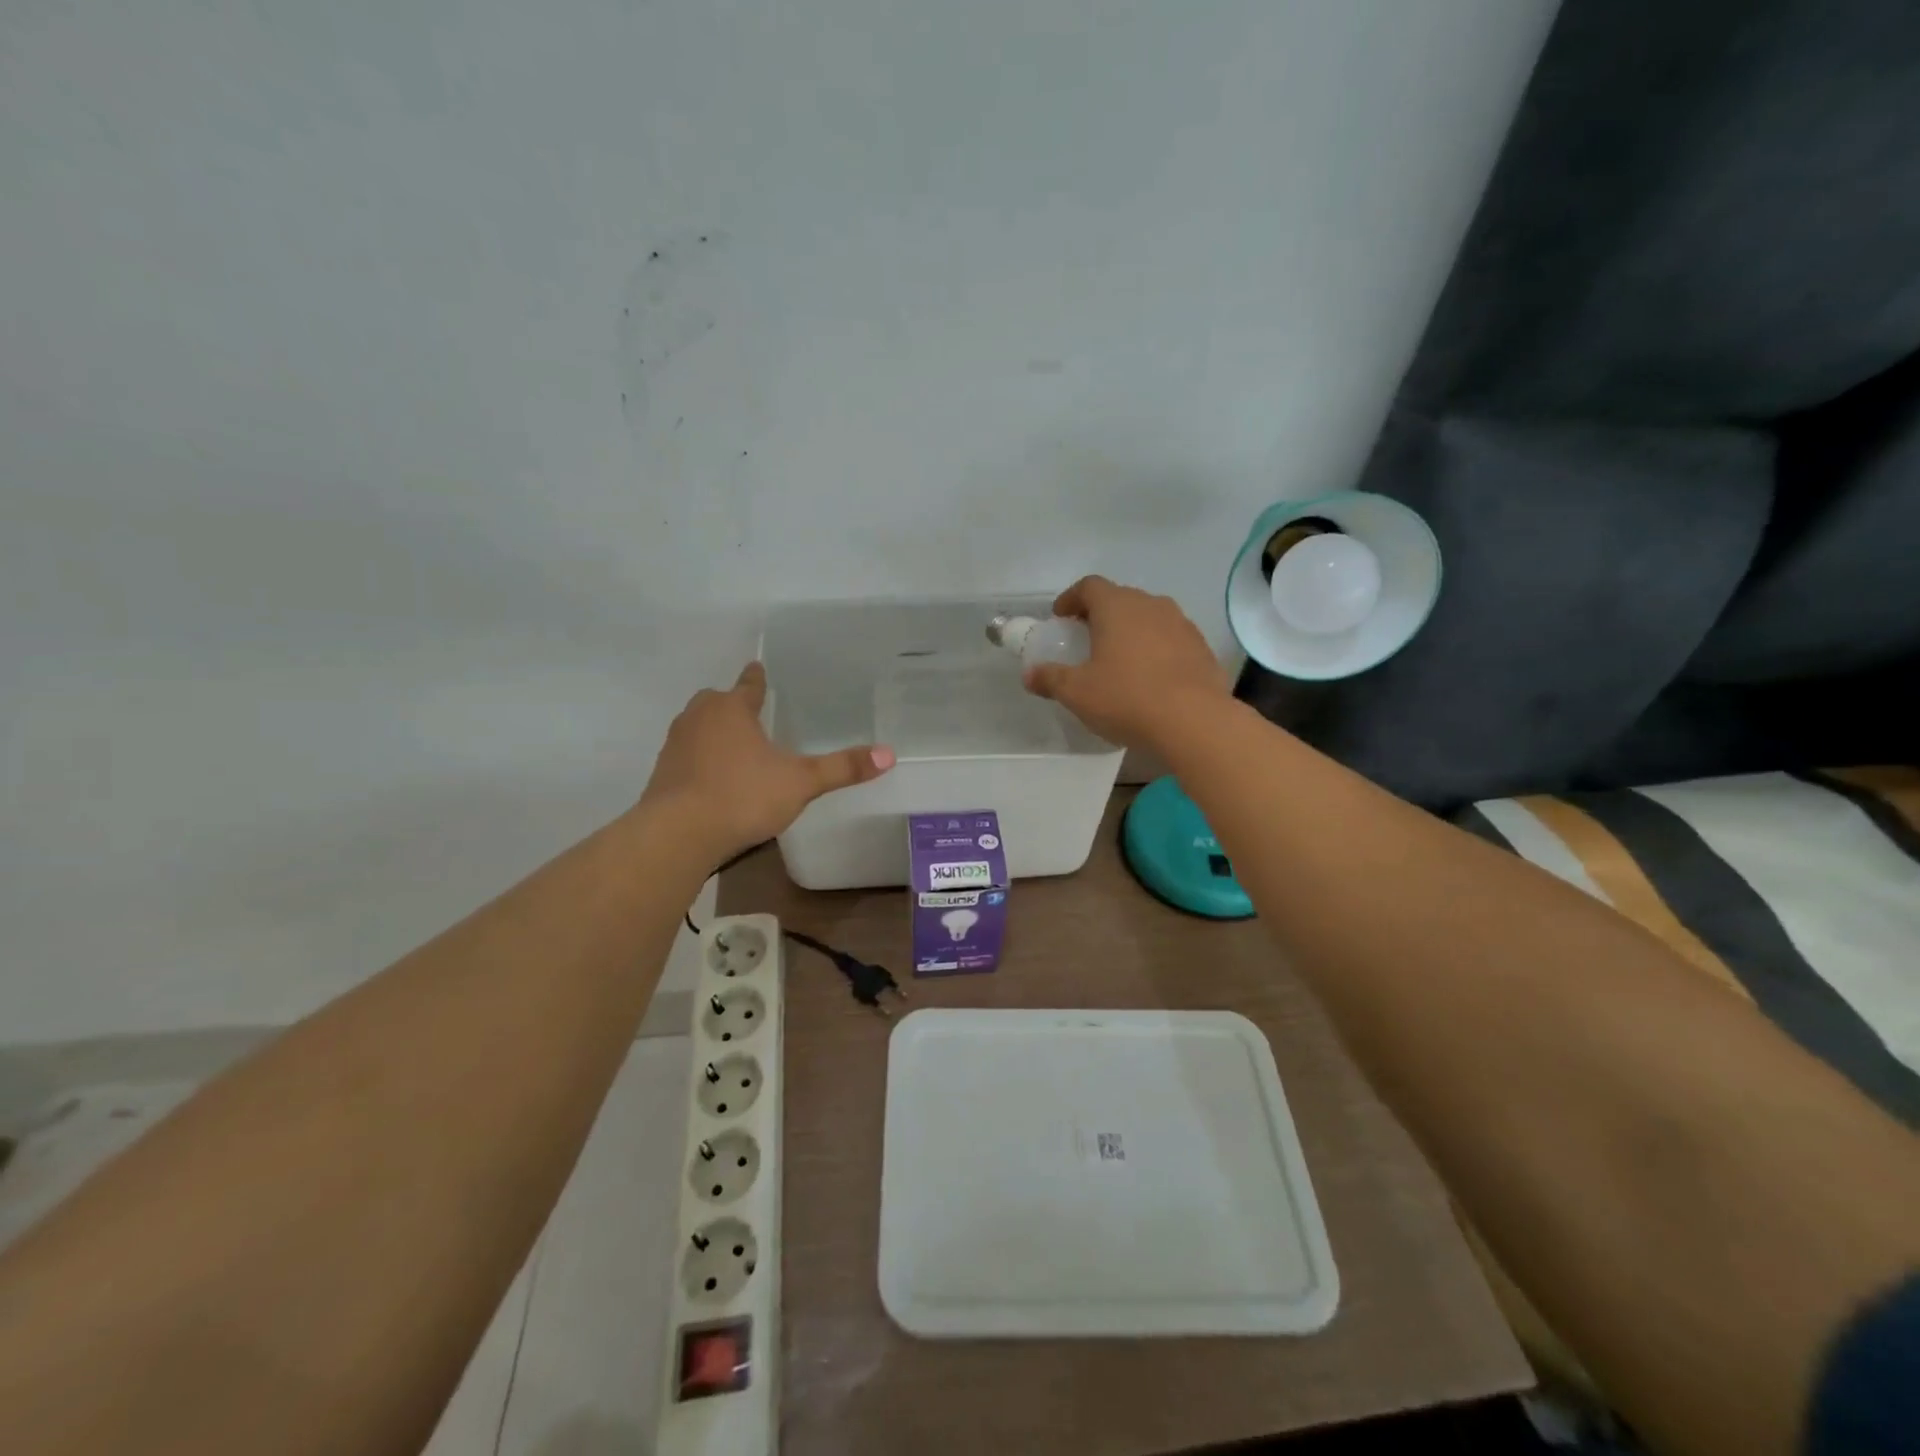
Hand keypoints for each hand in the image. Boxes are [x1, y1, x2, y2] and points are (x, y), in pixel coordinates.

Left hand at [641, 662, 894, 860]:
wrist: (677, 834)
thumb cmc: (742, 796)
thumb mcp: (800, 782)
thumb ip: (842, 768)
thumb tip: (889, 753)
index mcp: (731, 709)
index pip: (748, 685)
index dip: (756, 678)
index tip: (757, 668)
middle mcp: (699, 718)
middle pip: (716, 702)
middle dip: (732, 705)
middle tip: (751, 715)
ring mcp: (675, 746)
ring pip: (697, 728)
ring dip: (713, 733)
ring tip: (735, 748)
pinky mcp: (662, 775)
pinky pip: (686, 756)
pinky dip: (700, 760)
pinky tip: (714, 780)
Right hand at [1022, 576, 1230, 750]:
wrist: (1194, 722)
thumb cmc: (1126, 698)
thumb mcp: (1077, 693)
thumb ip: (1050, 678)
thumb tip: (1030, 674)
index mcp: (1117, 607)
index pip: (1089, 586)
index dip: (1071, 598)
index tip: (1060, 617)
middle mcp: (1151, 605)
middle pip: (1121, 598)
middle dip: (1101, 614)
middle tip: (1086, 638)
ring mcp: (1182, 624)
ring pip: (1149, 617)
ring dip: (1131, 631)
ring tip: (1119, 658)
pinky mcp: (1202, 648)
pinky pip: (1171, 639)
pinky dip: (1156, 649)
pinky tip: (1150, 677)